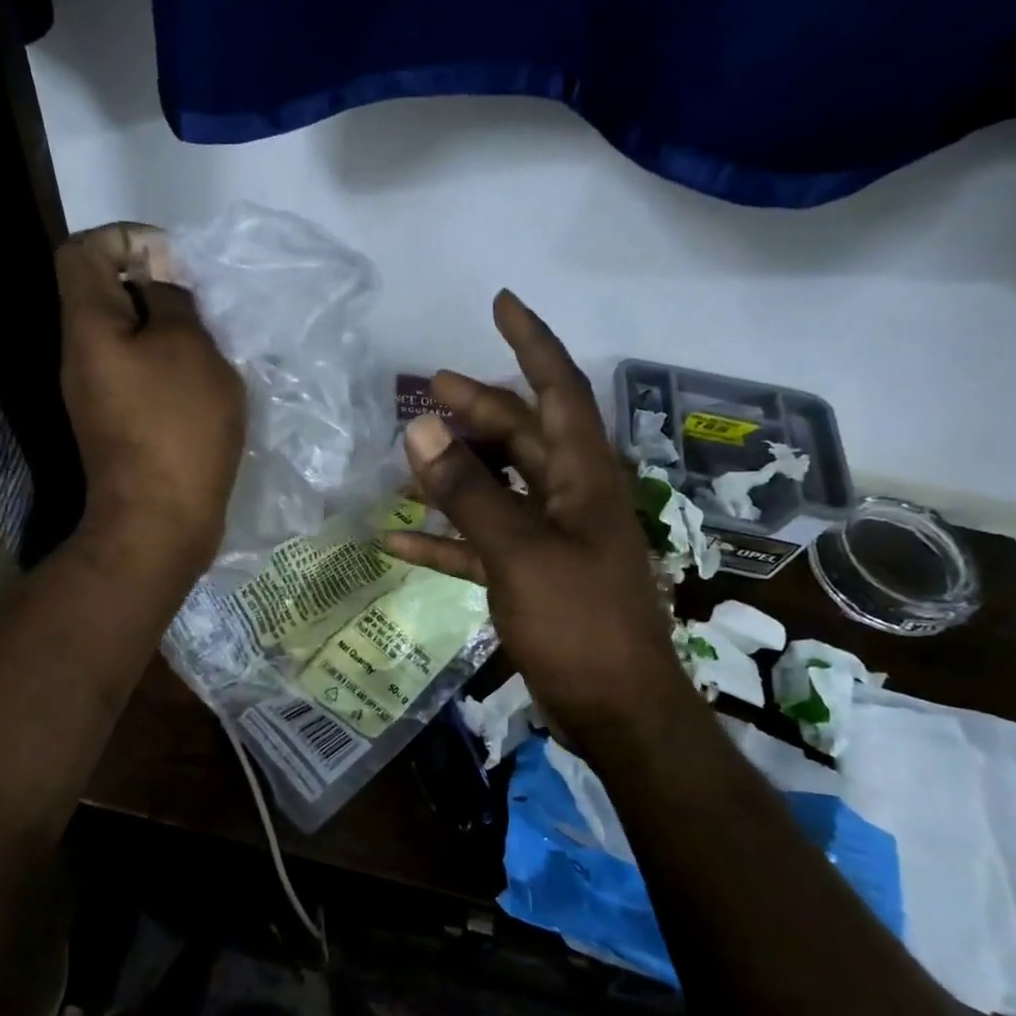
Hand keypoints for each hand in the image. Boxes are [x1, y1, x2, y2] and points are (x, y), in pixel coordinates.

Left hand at [56, 223, 244, 571]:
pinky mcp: (118, 425)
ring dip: (169, 333)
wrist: (158, 523)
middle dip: (156, 288)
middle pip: (106, 294)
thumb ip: (173, 301)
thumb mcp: (188, 349)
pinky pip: (140, 374)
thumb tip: (159, 278)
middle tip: (203, 308)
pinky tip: (205, 386)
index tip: (175, 262)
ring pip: (129, 338)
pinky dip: (169, 368)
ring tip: (211, 349)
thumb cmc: (177, 429)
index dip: (127, 238)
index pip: (84, 251)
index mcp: (88, 327)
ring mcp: (97, 394)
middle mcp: (81, 356)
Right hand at [383, 292, 693, 737]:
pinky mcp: (530, 576)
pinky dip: (445, 537)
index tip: (500, 303)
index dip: (531, 342)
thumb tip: (421, 429)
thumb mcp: (520, 551)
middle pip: (521, 435)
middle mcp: (570, 495)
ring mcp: (549, 537)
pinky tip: (398, 539)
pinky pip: (481, 543)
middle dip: (477, 408)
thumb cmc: (579, 623)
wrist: (617, 712)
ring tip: (408, 454)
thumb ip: (470, 491)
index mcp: (582, 475)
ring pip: (498, 486)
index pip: (559, 388)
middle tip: (427, 389)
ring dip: (456, 470)